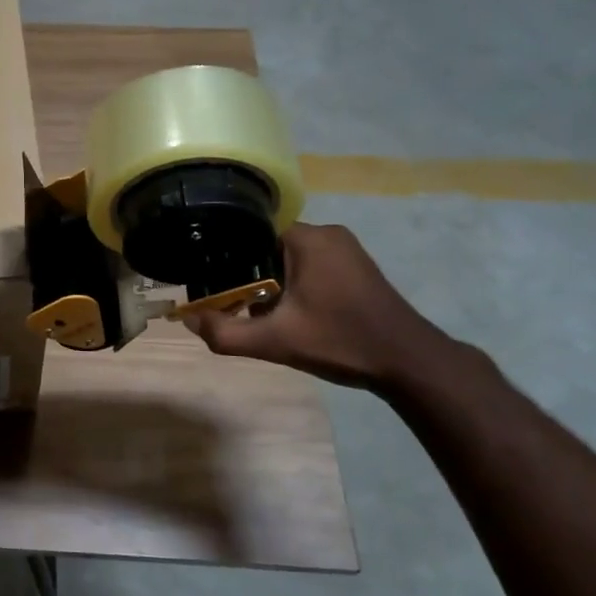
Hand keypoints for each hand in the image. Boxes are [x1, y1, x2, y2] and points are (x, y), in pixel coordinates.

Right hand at [183, 223, 453, 393]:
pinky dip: (292, 284)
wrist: (408, 362)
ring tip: (255, 310)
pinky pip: (308, 265)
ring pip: (288, 257)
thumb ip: (226, 333)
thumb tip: (188, 321)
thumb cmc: (341, 342)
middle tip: (231, 303)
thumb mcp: (275, 342)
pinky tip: (288, 312)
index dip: (225, 256)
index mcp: (308, 238)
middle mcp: (327, 233)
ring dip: (270, 282)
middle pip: (267, 245)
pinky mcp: (355, 266)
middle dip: (247, 274)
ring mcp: (345, 249)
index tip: (210, 280)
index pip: (250, 232)